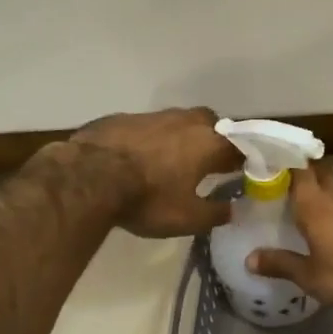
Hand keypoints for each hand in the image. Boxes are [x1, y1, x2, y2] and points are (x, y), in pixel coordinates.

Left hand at [67, 107, 239, 238]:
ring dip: (181, 137)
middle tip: (208, 163)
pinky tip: (139, 157)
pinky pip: (148, 127)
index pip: (239, 145)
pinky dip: (151, 140)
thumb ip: (215, 213)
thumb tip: (233, 210)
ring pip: (178, 122)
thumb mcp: (187, 218)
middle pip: (211, 125)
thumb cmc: (148, 199)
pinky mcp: (124, 117)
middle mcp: (186, 121)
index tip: (242, 172)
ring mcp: (153, 115)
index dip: (243, 159)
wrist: (89, 177)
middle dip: (213, 140)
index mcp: (208, 143)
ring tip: (172, 161)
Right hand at [248, 163, 332, 308]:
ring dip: (327, 190)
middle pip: (320, 171)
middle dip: (306, 173)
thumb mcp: (308, 276)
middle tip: (290, 184)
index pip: (298, 168)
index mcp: (314, 203)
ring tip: (315, 205)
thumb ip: (280, 264)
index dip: (286, 161)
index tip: (273, 163)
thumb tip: (249, 259)